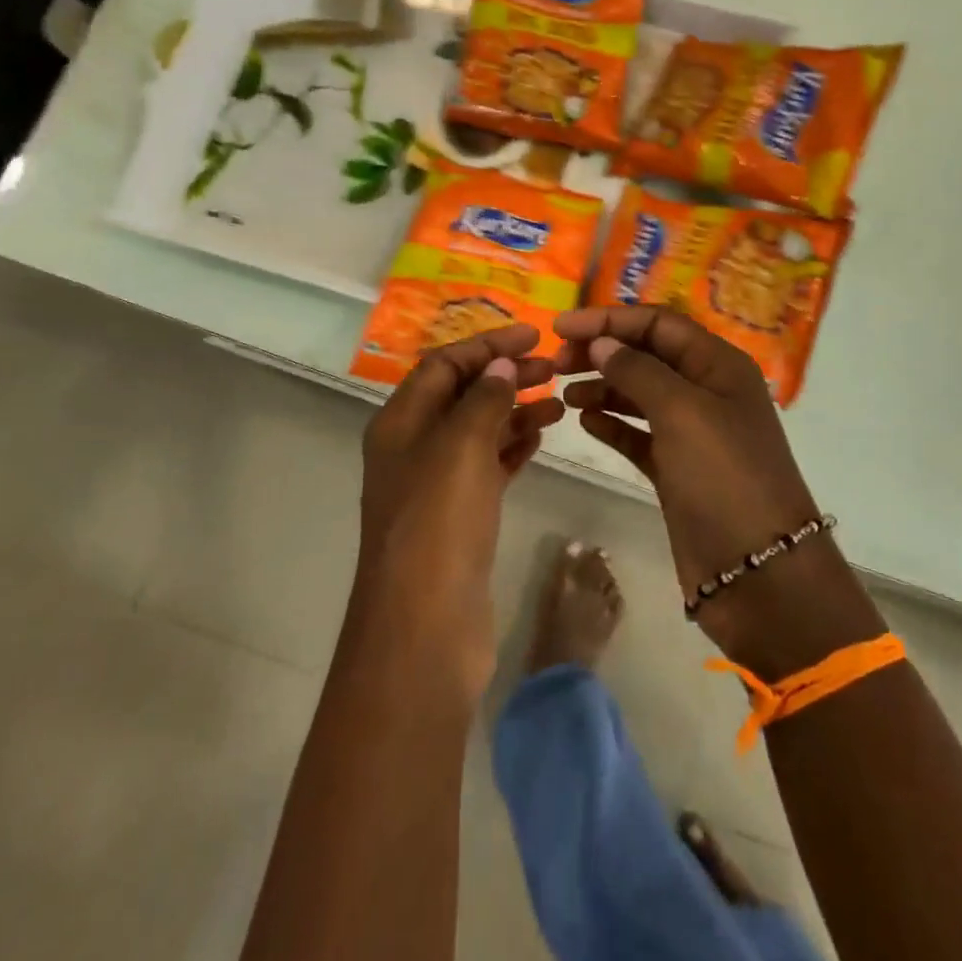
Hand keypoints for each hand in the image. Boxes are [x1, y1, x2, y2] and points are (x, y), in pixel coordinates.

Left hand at [356, 323, 564, 684]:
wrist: (424, 626)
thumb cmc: (438, 524)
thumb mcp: (460, 447)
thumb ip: (483, 399)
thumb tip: (500, 365)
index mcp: (401, 422)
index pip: (444, 364)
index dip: (487, 345)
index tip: (534, 334)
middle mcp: (414, 447)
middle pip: (462, 394)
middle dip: (506, 375)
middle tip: (555, 366)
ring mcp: (436, 484)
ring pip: (479, 430)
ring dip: (516, 409)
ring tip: (560, 400)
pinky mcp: (460, 517)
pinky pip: (489, 466)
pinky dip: (514, 447)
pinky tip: (543, 436)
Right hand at [554, 306, 870, 667]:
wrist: (759, 572)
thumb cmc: (724, 477)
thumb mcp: (682, 412)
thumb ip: (638, 370)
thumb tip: (603, 342)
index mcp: (718, 364)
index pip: (658, 323)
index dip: (609, 319)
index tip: (561, 326)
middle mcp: (707, 391)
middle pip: (647, 355)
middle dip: (603, 351)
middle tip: (557, 361)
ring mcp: (693, 432)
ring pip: (640, 394)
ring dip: (603, 387)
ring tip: (565, 393)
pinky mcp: (677, 469)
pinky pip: (639, 434)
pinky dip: (613, 424)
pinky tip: (585, 422)